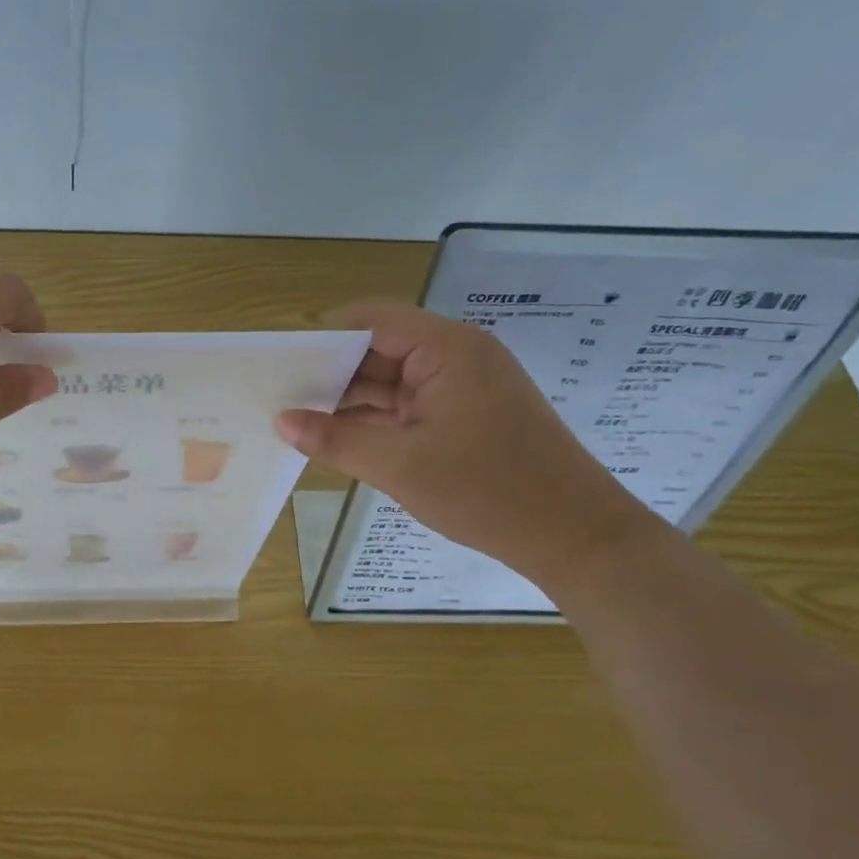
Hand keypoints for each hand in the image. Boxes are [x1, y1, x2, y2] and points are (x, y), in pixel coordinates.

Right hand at [276, 301, 655, 587]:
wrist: (577, 537)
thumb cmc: (487, 491)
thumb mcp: (399, 465)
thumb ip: (335, 439)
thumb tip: (281, 421)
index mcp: (447, 349)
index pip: (372, 320)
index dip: (325, 336)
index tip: (282, 363)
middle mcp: (457, 355)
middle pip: (381, 347)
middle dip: (333, 372)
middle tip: (282, 396)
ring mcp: (465, 385)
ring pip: (393, 379)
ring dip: (353, 398)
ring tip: (300, 418)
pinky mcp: (469, 413)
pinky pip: (411, 403)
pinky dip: (378, 417)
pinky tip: (340, 436)